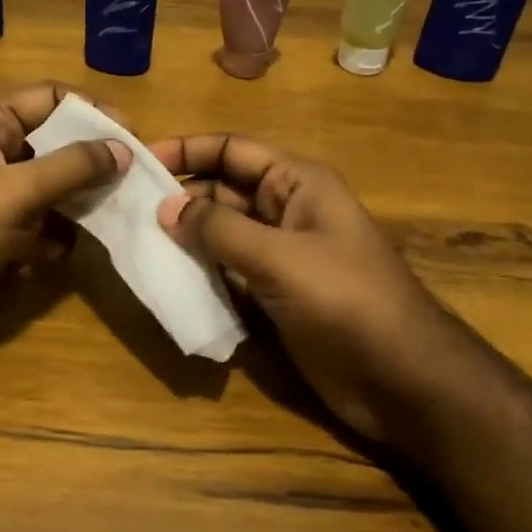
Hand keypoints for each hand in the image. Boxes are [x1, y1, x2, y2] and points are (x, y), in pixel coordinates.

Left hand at [0, 83, 127, 364]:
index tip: (131, 135)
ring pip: (54, 184)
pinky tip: (72, 249)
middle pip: (55, 141)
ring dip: (82, 197)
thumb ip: (73, 166)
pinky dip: (61, 234)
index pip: (49, 97)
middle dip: (93, 157)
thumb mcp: (18, 189)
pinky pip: (44, 223)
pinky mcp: (3, 234)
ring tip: (118, 209)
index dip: (90, 110)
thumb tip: (123, 149)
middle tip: (134, 175)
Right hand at [147, 133, 464, 450]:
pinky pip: (226, 270)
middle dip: (179, 195)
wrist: (403, 381)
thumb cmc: (347, 301)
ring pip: (220, 232)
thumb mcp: (279, 257)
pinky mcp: (273, 294)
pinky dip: (199, 271)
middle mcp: (285, 210)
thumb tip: (165, 207)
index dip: (187, 150)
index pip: (232, 150)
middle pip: (222, 189)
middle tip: (128, 208)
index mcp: (297, 183)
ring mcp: (279, 255)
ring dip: (184, 236)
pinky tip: (166, 277)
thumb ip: (219, 229)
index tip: (139, 160)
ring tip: (137, 241)